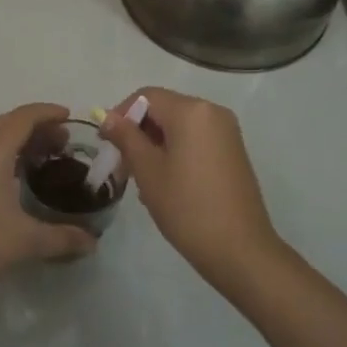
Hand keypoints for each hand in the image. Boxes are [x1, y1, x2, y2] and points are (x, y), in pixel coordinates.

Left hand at [0, 103, 95, 313]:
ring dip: (18, 140)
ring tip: (45, 158)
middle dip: (37, 127)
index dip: (49, 113)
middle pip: (8, 123)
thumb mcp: (25, 241)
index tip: (71, 118)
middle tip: (64, 142)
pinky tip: (16, 178)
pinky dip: (2, 153)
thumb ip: (63, 237)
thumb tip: (92, 242)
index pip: (24, 117)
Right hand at [101, 88, 287, 284]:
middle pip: (164, 109)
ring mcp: (227, 132)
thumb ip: (126, 137)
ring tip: (141, 179)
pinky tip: (165, 183)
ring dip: (155, 144)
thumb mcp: (148, 170)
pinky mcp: (233, 152)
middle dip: (138, 132)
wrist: (239, 250)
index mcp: (191, 110)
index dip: (121, 114)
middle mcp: (212, 112)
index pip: (146, 96)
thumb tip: (107, 116)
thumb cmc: (187, 207)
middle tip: (121, 165)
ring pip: (179, 127)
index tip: (106, 143)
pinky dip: (175, 152)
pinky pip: (196, 140)